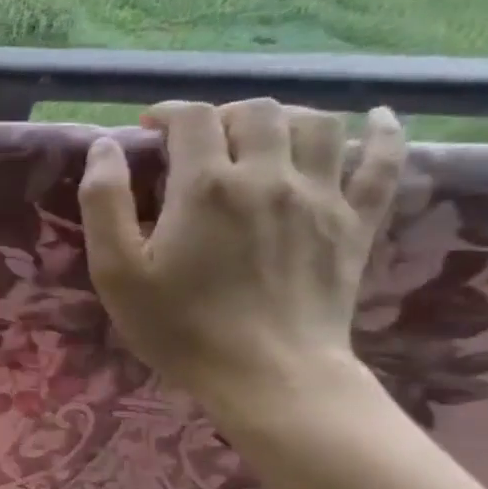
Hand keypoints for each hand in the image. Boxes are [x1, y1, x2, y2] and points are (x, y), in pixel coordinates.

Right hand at [77, 99, 405, 412]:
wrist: (268, 376)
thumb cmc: (179, 326)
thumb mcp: (116, 270)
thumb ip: (104, 202)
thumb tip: (105, 146)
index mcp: (207, 186)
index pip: (193, 118)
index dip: (168, 113)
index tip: (149, 130)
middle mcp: (269, 176)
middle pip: (257, 112)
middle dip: (222, 115)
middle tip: (200, 142)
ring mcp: (323, 197)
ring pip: (318, 123)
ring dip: (285, 117)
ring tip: (262, 136)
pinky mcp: (357, 223)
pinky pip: (384, 162)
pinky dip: (382, 133)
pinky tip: (376, 119)